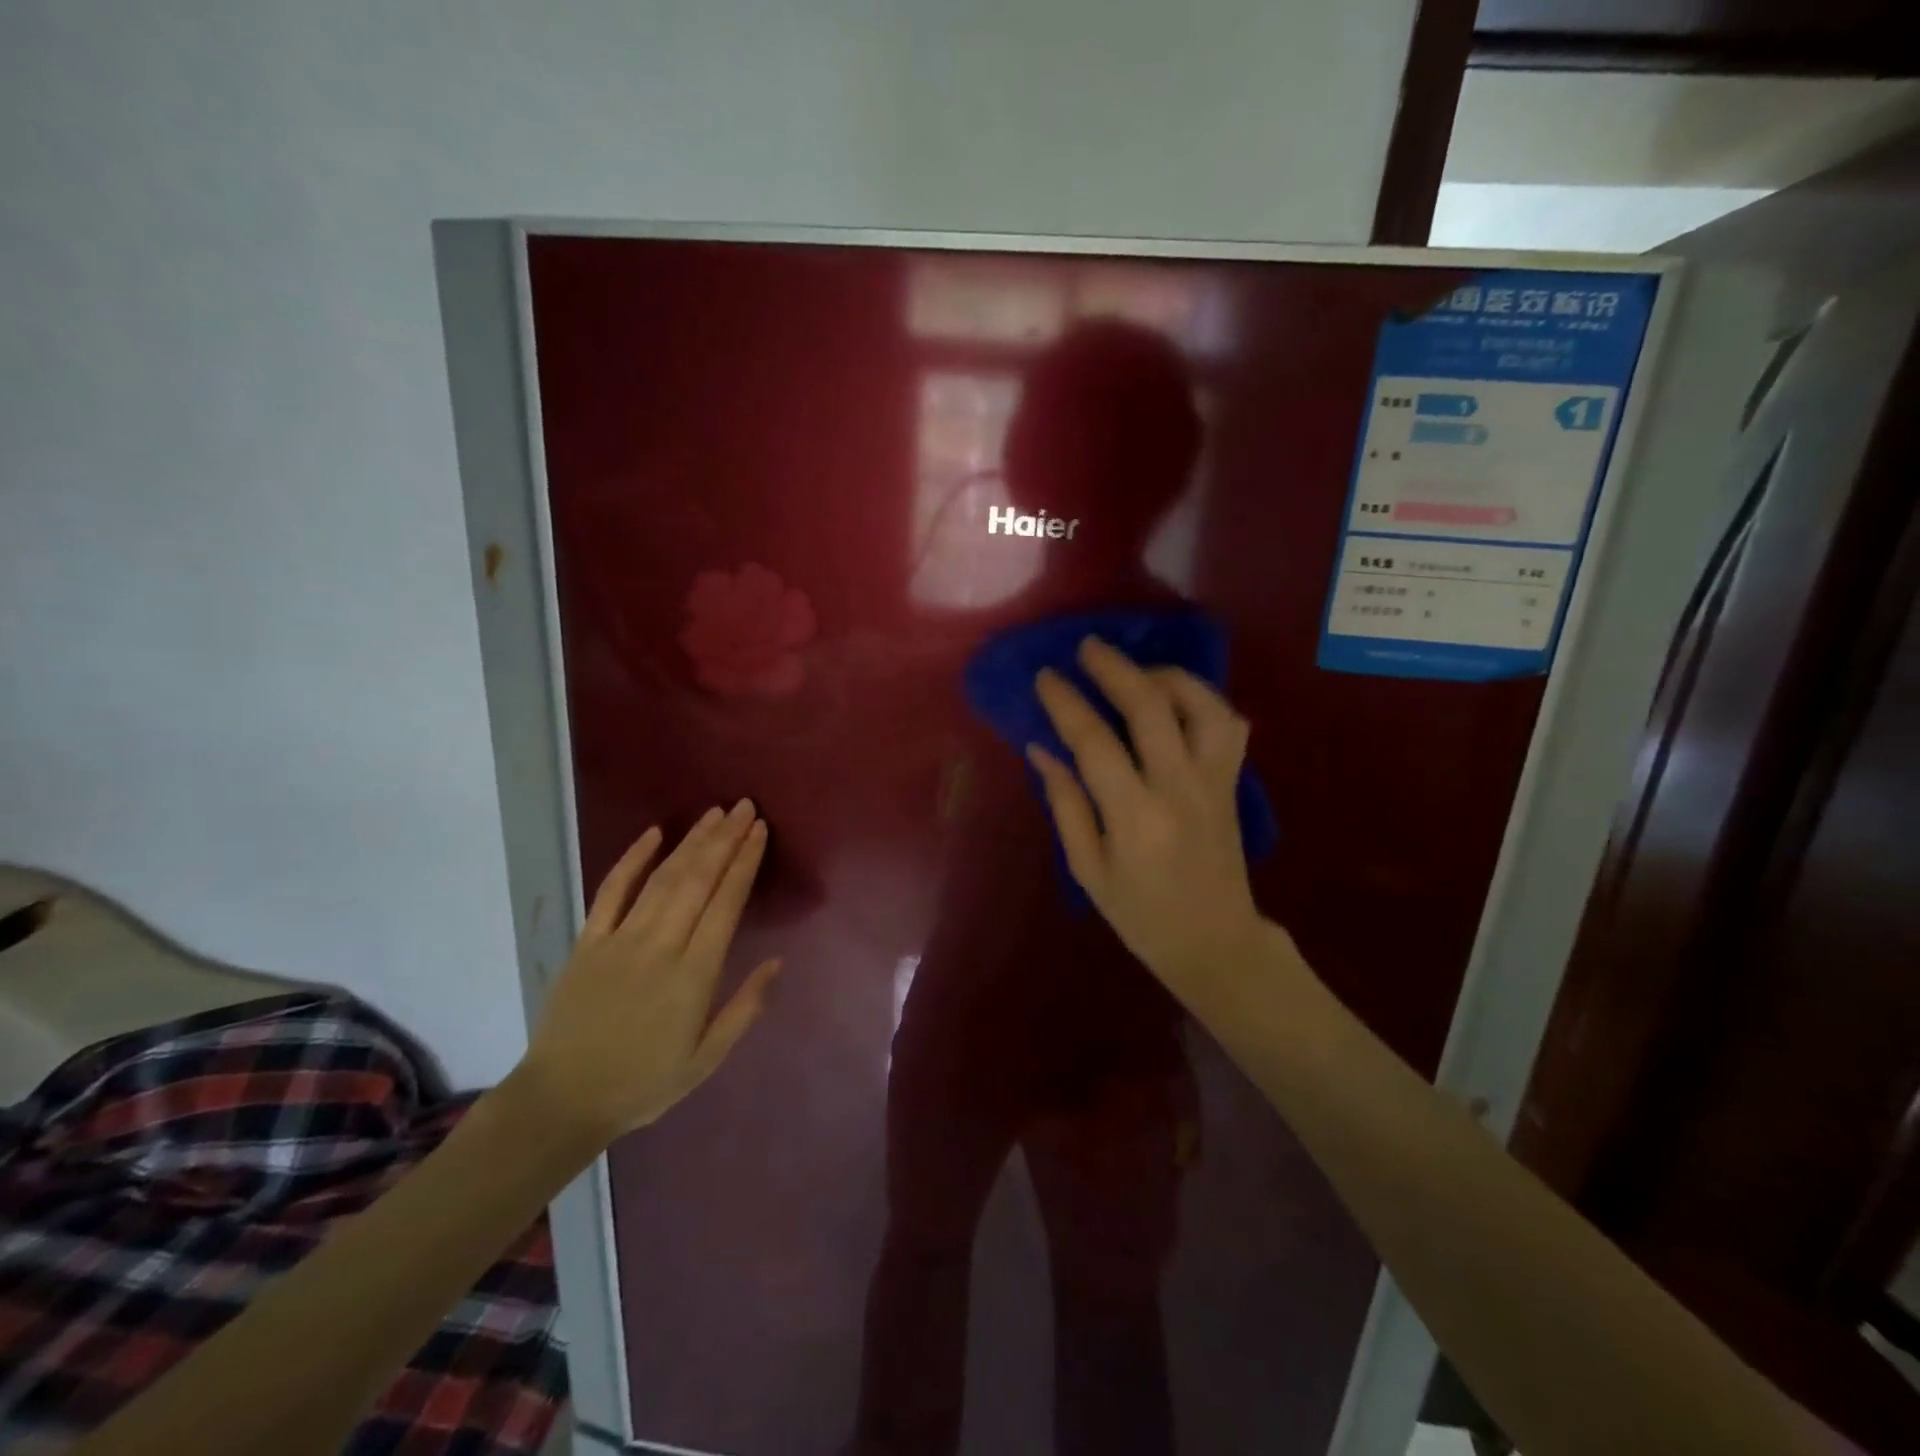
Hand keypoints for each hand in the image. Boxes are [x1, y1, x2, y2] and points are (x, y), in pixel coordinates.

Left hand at [513, 802, 780, 1144]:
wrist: (562, 1100)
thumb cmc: (644, 1083)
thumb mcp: (707, 1060)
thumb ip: (746, 1009)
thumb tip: (778, 962)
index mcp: (694, 975)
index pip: (726, 903)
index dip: (744, 863)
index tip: (759, 831)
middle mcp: (661, 946)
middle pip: (698, 880)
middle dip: (724, 839)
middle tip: (744, 806)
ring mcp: (620, 939)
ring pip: (663, 878)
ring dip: (691, 841)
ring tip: (715, 814)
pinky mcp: (588, 942)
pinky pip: (611, 891)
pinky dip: (632, 859)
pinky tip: (653, 834)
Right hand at [1027, 638, 1268, 1002]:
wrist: (1215, 942)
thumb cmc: (1140, 915)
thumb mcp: (1089, 869)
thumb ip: (1066, 804)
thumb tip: (1042, 748)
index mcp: (1135, 817)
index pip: (1095, 742)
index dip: (1067, 703)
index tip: (1046, 677)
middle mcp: (1179, 789)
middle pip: (1152, 707)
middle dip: (1115, 669)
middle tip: (1088, 647)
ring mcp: (1215, 782)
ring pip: (1203, 706)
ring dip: (1167, 677)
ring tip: (1137, 672)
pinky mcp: (1233, 782)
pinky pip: (1229, 724)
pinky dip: (1203, 700)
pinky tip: (1176, 700)